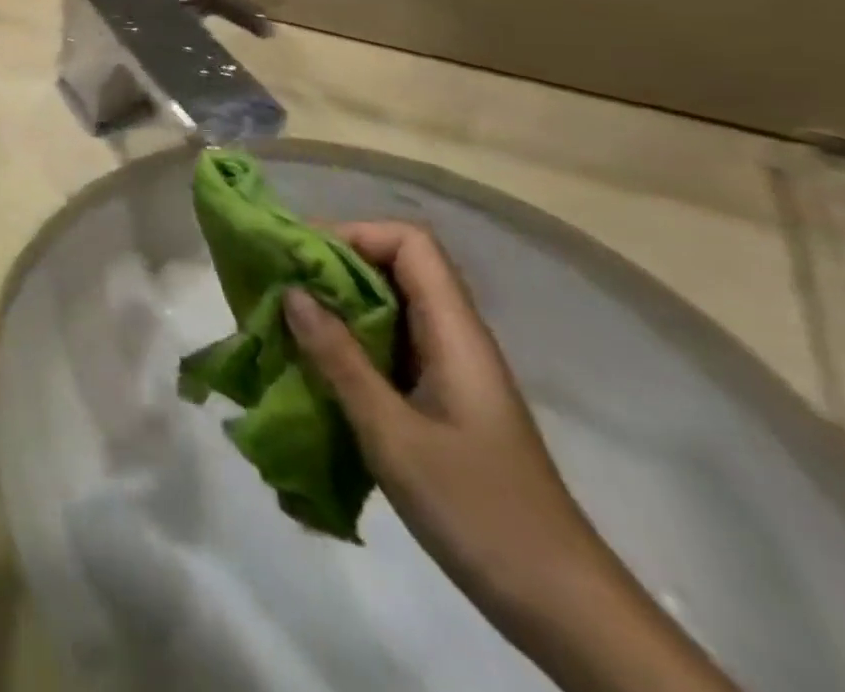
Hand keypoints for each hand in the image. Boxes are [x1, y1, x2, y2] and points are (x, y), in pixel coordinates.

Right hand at [282, 222, 601, 613]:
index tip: (303, 257)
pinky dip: (350, 345)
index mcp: (455, 333)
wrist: (563, 609)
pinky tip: (317, 369)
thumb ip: (340, 359)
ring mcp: (451, 373)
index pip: (410, 243)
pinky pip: (390, 349)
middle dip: (335, 267)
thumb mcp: (393, 434)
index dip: (356, 234)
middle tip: (281, 286)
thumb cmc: (479, 511)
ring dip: (337, 307)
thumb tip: (292, 292)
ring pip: (390, 310)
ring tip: (286, 322)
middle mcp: (455, 339)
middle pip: (396, 268)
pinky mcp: (442, 404)